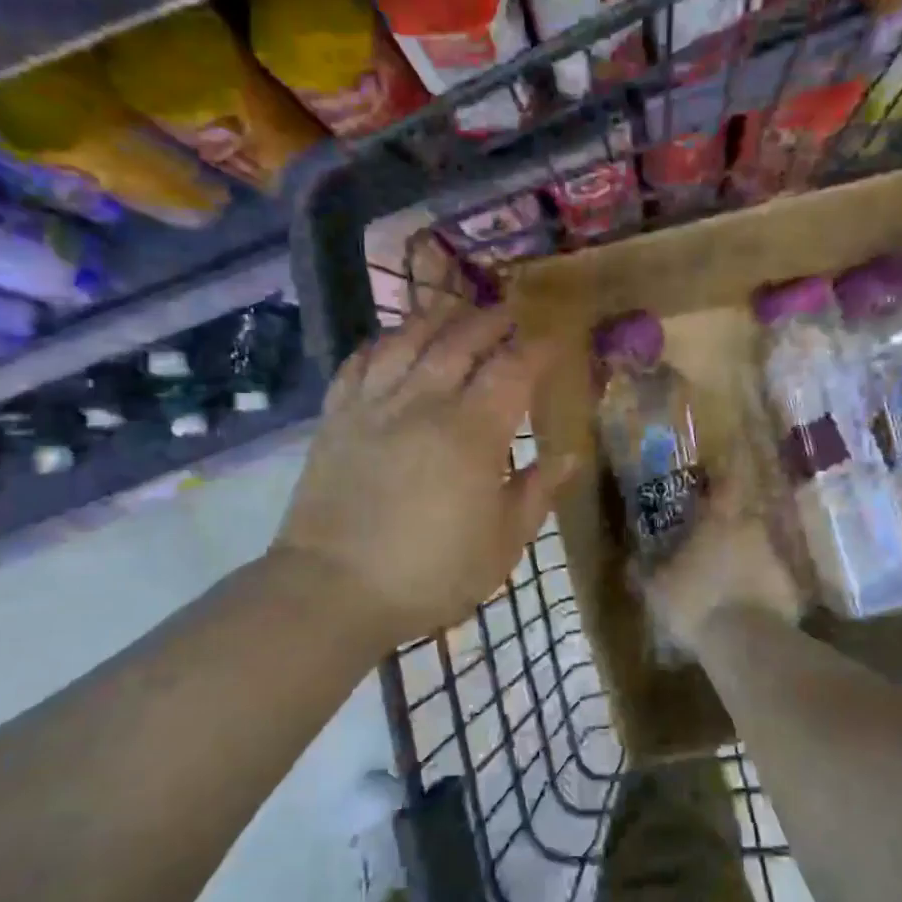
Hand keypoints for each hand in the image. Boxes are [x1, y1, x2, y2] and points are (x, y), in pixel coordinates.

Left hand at [278, 299, 573, 652]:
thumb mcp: (501, 544)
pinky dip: (381, 343)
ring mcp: (374, 405)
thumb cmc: (430, 573)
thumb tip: (568, 456)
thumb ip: (536, 493)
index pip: (512, 370)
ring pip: (408, 340)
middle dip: (491, 322)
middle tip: (509, 315)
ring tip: (455, 312)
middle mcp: (423, 403)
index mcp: (472, 433)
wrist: (333, 589)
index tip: (553, 342)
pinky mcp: (336, 417)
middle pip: (460, 341)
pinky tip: (392, 342)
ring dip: (437, 319)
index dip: (536, 350)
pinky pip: (360, 362)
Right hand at [642, 481, 802, 653]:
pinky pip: (769, 584)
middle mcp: (751, 531)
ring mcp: (775, 560)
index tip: (712, 480)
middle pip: (742, 520)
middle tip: (709, 544)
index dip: (720, 479)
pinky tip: (742, 611)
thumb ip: (644, 571)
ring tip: (724, 583)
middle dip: (727, 529)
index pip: (725, 485)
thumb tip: (631, 561)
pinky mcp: (790, 591)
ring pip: (756, 552)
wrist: (746, 642)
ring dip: (743, 562)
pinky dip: (757, 591)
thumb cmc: (695, 601)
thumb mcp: (656, 589)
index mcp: (719, 521)